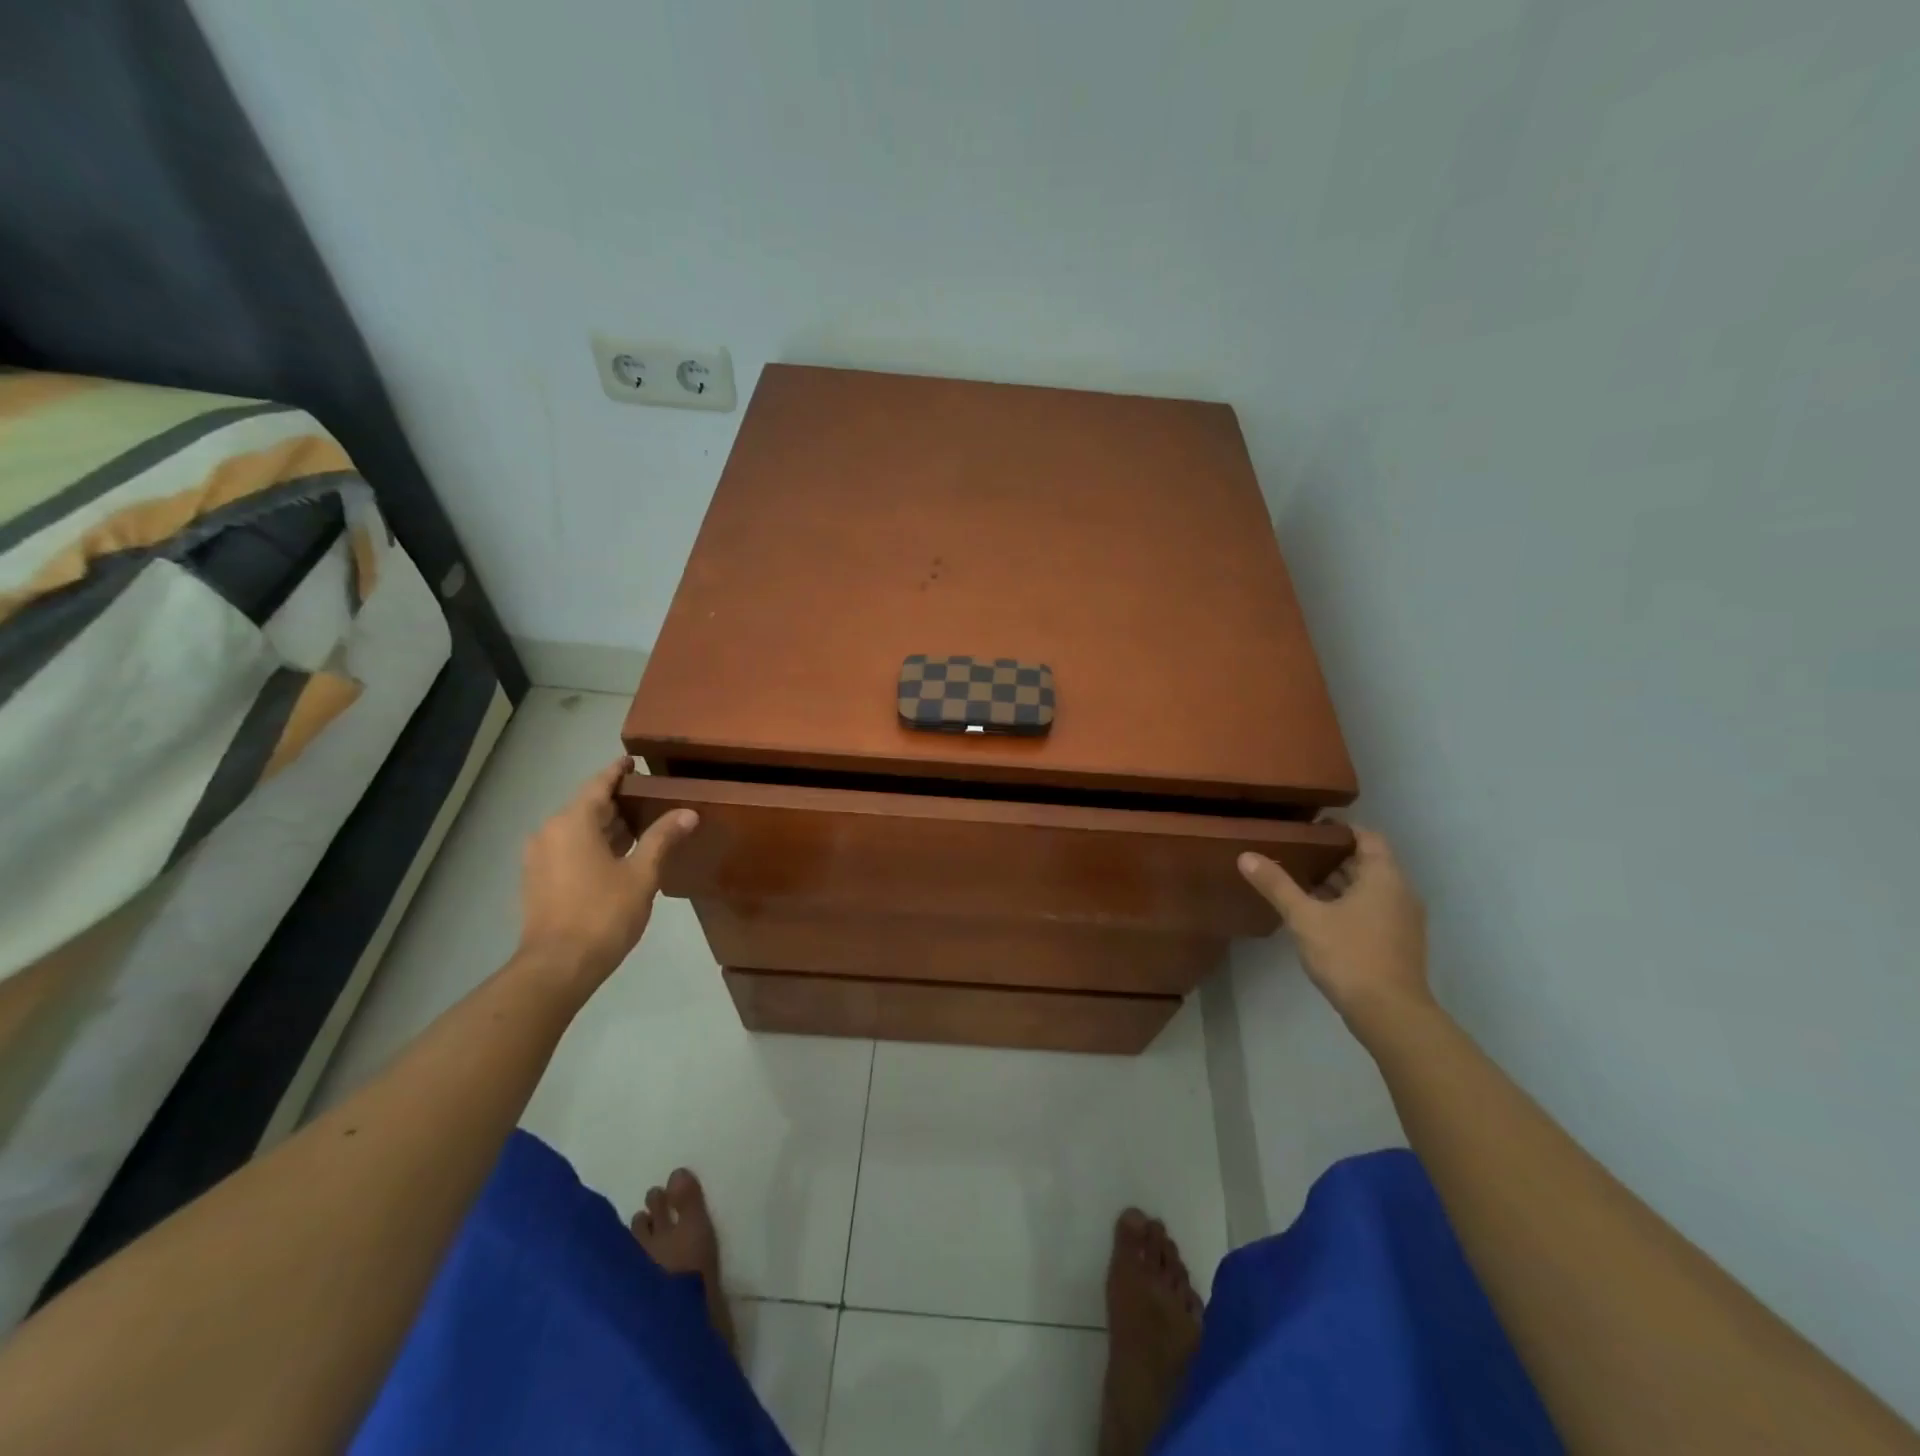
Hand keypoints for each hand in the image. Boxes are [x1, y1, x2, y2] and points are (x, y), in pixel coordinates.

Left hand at [516, 758, 697, 992]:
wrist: (557, 966)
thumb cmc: (602, 913)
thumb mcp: (642, 874)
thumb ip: (662, 838)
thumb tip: (688, 812)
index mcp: (572, 823)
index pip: (598, 784)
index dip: (618, 771)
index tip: (635, 761)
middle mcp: (549, 832)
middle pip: (586, 806)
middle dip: (617, 801)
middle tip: (650, 797)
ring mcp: (539, 858)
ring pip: (577, 829)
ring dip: (606, 826)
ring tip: (640, 826)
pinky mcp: (537, 880)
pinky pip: (568, 848)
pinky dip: (592, 844)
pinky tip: (618, 856)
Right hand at [1237, 827, 1432, 1033]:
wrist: (1390, 1014)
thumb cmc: (1349, 955)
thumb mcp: (1305, 917)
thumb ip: (1277, 885)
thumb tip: (1246, 856)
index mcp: (1384, 877)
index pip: (1368, 837)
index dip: (1340, 830)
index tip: (1309, 829)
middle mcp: (1400, 893)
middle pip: (1367, 863)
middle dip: (1333, 857)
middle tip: (1295, 853)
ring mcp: (1402, 920)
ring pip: (1369, 889)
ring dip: (1338, 884)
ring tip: (1299, 881)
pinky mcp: (1398, 943)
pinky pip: (1371, 910)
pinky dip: (1347, 905)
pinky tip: (1317, 915)